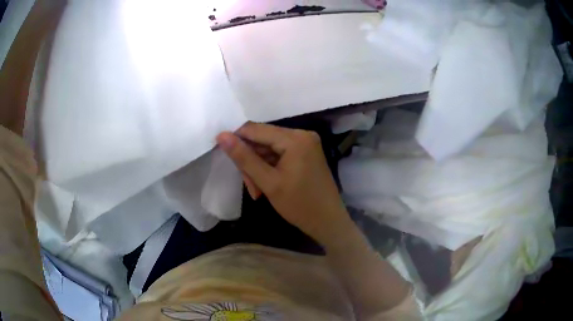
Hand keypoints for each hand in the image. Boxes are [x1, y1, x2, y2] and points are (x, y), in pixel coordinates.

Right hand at [216, 122, 351, 243]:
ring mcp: (305, 144)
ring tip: (257, 191)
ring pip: (269, 149)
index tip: (221, 152)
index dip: (236, 139)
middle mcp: (302, 135)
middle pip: (263, 140)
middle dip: (251, 162)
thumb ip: (244, 158)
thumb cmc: (299, 205)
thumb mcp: (268, 182)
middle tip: (249, 186)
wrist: (328, 222)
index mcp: (295, 138)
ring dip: (259, 168)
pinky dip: (270, 169)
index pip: (256, 129)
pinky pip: (280, 155)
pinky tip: (266, 186)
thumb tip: (222, 136)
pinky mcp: (306, 153)